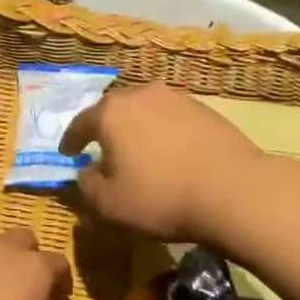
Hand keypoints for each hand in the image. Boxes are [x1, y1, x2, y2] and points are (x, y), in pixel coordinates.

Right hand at [57, 84, 262, 241]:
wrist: (232, 190)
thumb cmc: (161, 197)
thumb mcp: (110, 205)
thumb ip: (87, 187)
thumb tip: (85, 173)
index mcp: (111, 113)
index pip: (81, 123)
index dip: (71, 140)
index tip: (67, 153)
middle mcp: (141, 95)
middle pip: (114, 109)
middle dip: (105, 128)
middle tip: (102, 148)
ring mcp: (176, 98)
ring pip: (146, 110)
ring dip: (137, 127)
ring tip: (138, 150)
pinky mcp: (205, 109)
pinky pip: (172, 117)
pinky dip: (164, 131)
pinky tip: (170, 151)